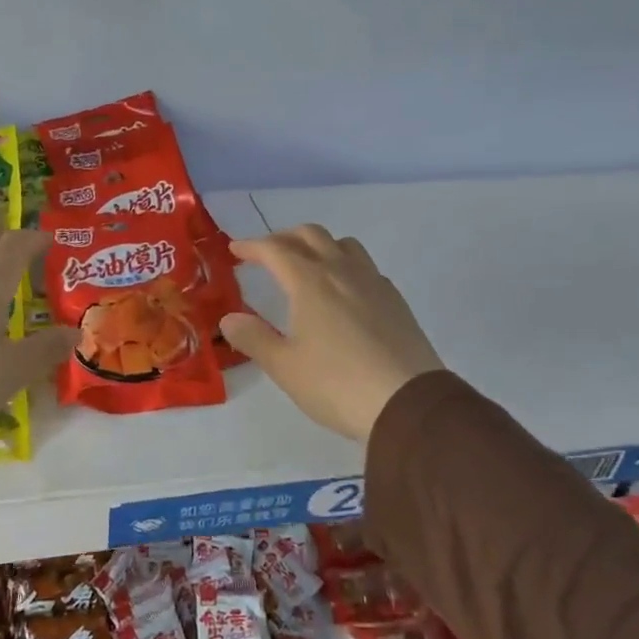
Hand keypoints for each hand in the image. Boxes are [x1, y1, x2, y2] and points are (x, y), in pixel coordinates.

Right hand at [220, 226, 444, 442]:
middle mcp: (342, 271)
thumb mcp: (285, 367)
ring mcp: (373, 282)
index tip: (235, 250)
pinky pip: (365, 266)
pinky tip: (343, 292)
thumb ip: (254, 339)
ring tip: (306, 265)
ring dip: (318, 245)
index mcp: (310, 282)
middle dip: (284, 238)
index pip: (275, 249)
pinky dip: (345, 265)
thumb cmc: (337, 384)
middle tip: (266, 254)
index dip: (251, 246)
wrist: (408, 403)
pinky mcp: (395, 300)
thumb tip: (229, 319)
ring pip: (343, 244)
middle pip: (311, 235)